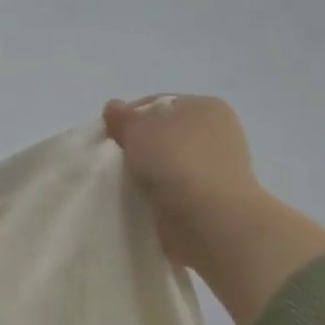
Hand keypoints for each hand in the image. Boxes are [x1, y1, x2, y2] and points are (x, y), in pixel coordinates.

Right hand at [104, 95, 324, 324]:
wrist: (210, 219)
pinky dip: (159, 195)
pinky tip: (142, 202)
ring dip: (148, 173)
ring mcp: (216, 169)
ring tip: (125, 185)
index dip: (129, 117)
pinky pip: (174, 191)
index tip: (108, 137)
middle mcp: (217, 133)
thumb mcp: (138, 129)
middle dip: (138, 146)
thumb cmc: (176, 161)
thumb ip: (122, 118)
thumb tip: (113, 107)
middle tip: (114, 161)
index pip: (158, 104)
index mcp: (205, 107)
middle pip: (164, 134)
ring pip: (168, 164)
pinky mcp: (211, 200)